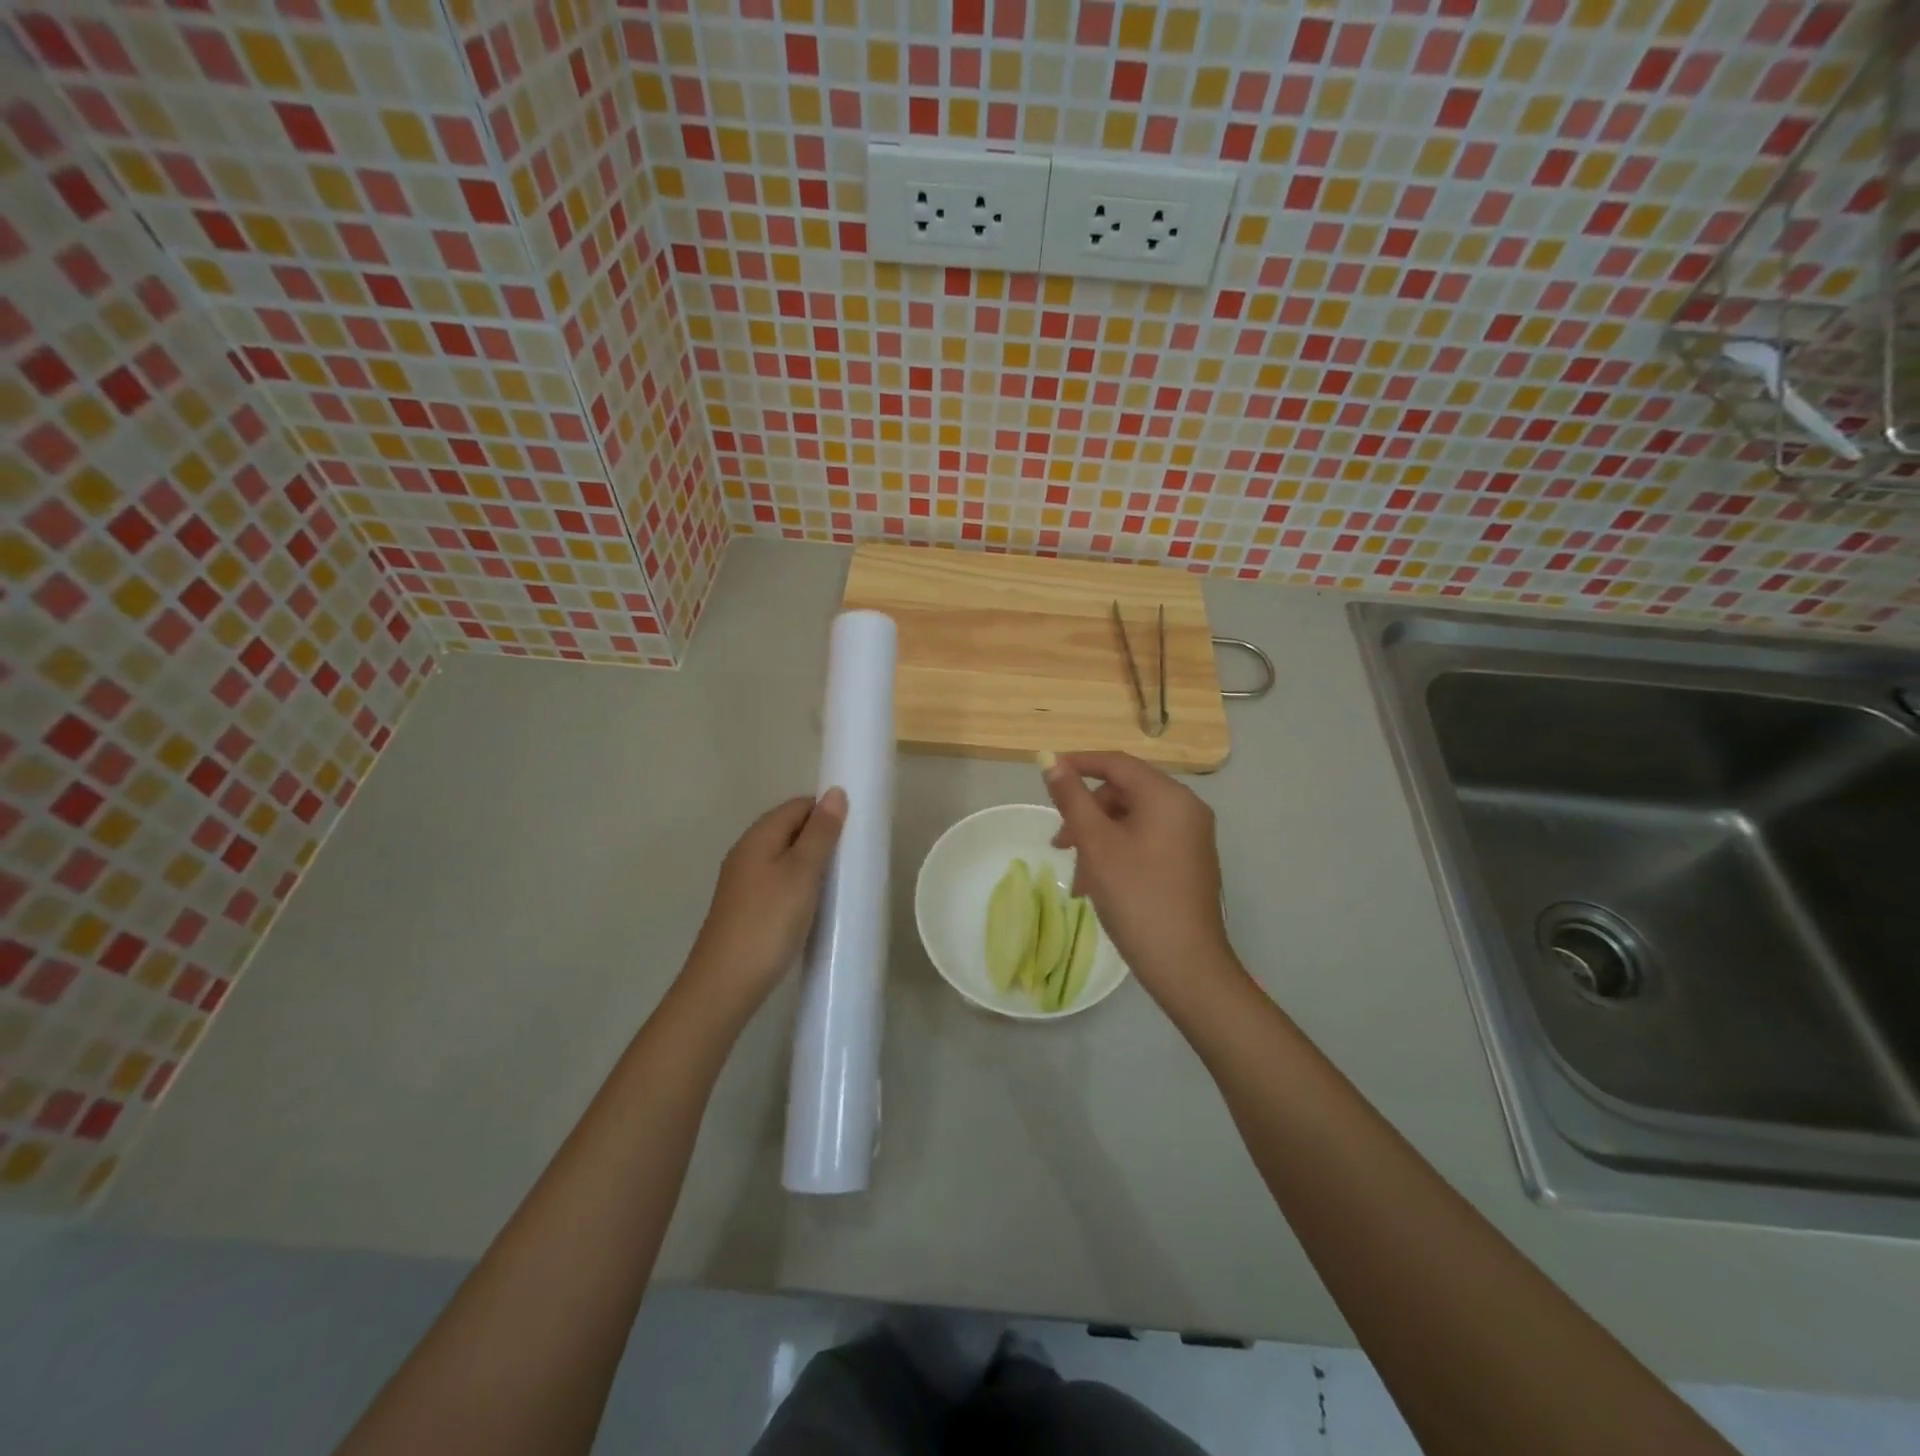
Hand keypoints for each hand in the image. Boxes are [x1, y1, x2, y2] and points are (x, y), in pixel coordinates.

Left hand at [684, 789, 845, 1017]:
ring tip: (840, 880)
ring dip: (812, 863)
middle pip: (789, 829)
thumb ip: (820, 833)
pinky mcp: (746, 908)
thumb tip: (835, 792)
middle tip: (852, 857)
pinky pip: (779, 881)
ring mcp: (743, 882)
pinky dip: (800, 884)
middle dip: (821, 836)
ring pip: (785, 857)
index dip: (826, 810)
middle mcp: (746, 853)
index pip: (797, 806)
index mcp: (758, 837)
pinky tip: (815, 903)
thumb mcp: (802, 873)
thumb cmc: (768, 922)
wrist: (725, 984)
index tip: (855, 830)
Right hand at [1041, 752, 1240, 1011]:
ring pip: (1132, 820)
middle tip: (1060, 845)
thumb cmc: (1137, 897)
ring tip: (1079, 878)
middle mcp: (1186, 809)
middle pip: (1124, 793)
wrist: (1186, 965)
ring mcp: (1191, 837)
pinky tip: (1100, 884)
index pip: (1117, 763)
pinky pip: (1147, 841)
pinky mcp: (1189, 862)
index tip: (1046, 773)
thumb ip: (1072, 799)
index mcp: (1168, 797)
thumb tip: (1050, 761)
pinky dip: (1118, 852)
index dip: (1078, 763)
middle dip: (1087, 813)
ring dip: (1098, 839)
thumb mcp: (1096, 845)